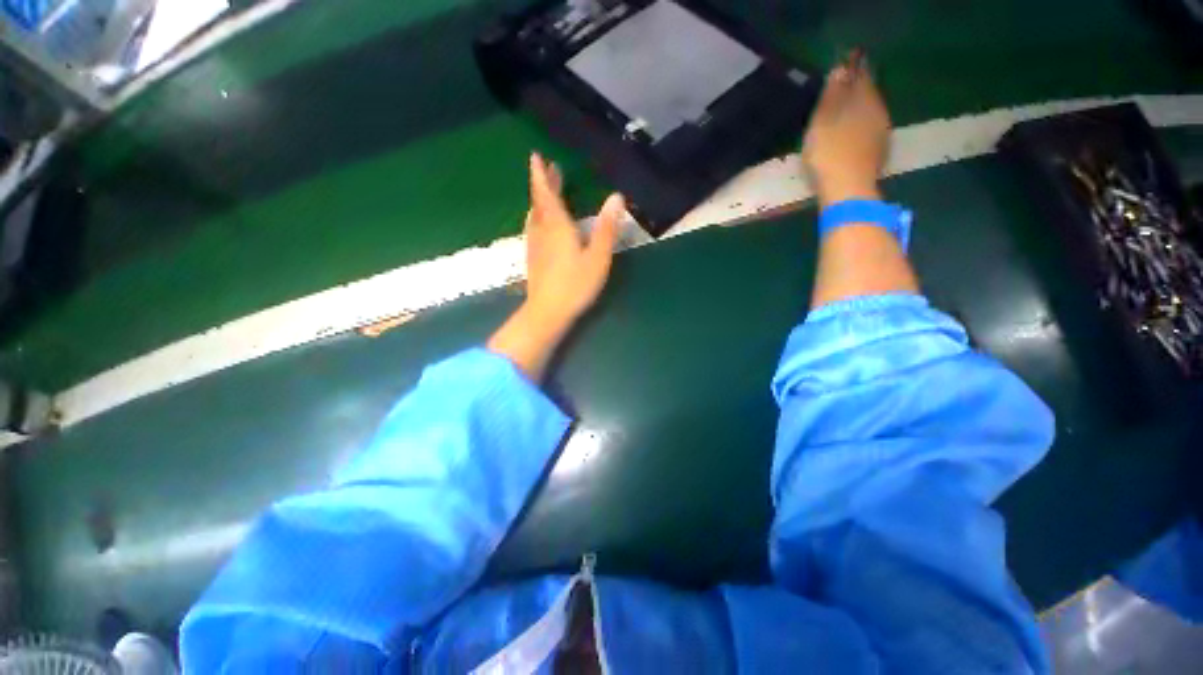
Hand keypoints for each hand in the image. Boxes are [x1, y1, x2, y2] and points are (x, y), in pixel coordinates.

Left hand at [524, 153, 625, 327]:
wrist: (547, 312)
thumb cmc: (575, 285)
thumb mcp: (597, 257)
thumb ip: (607, 228)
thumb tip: (617, 197)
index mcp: (558, 227)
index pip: (547, 194)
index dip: (541, 175)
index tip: (536, 156)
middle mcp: (543, 232)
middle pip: (540, 203)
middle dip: (543, 184)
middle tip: (549, 169)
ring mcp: (535, 246)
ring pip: (535, 216)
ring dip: (540, 201)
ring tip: (546, 192)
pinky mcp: (534, 259)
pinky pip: (534, 229)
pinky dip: (538, 218)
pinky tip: (541, 224)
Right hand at [802, 52, 891, 206]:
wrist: (847, 190)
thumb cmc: (829, 154)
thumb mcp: (822, 122)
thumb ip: (832, 95)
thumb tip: (840, 68)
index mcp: (864, 100)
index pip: (860, 76)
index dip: (853, 68)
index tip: (847, 61)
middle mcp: (878, 112)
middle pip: (869, 94)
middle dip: (859, 88)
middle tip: (847, 84)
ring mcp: (881, 134)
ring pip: (872, 113)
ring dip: (861, 109)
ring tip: (848, 109)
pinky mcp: (879, 153)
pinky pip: (871, 130)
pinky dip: (862, 127)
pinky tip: (855, 134)